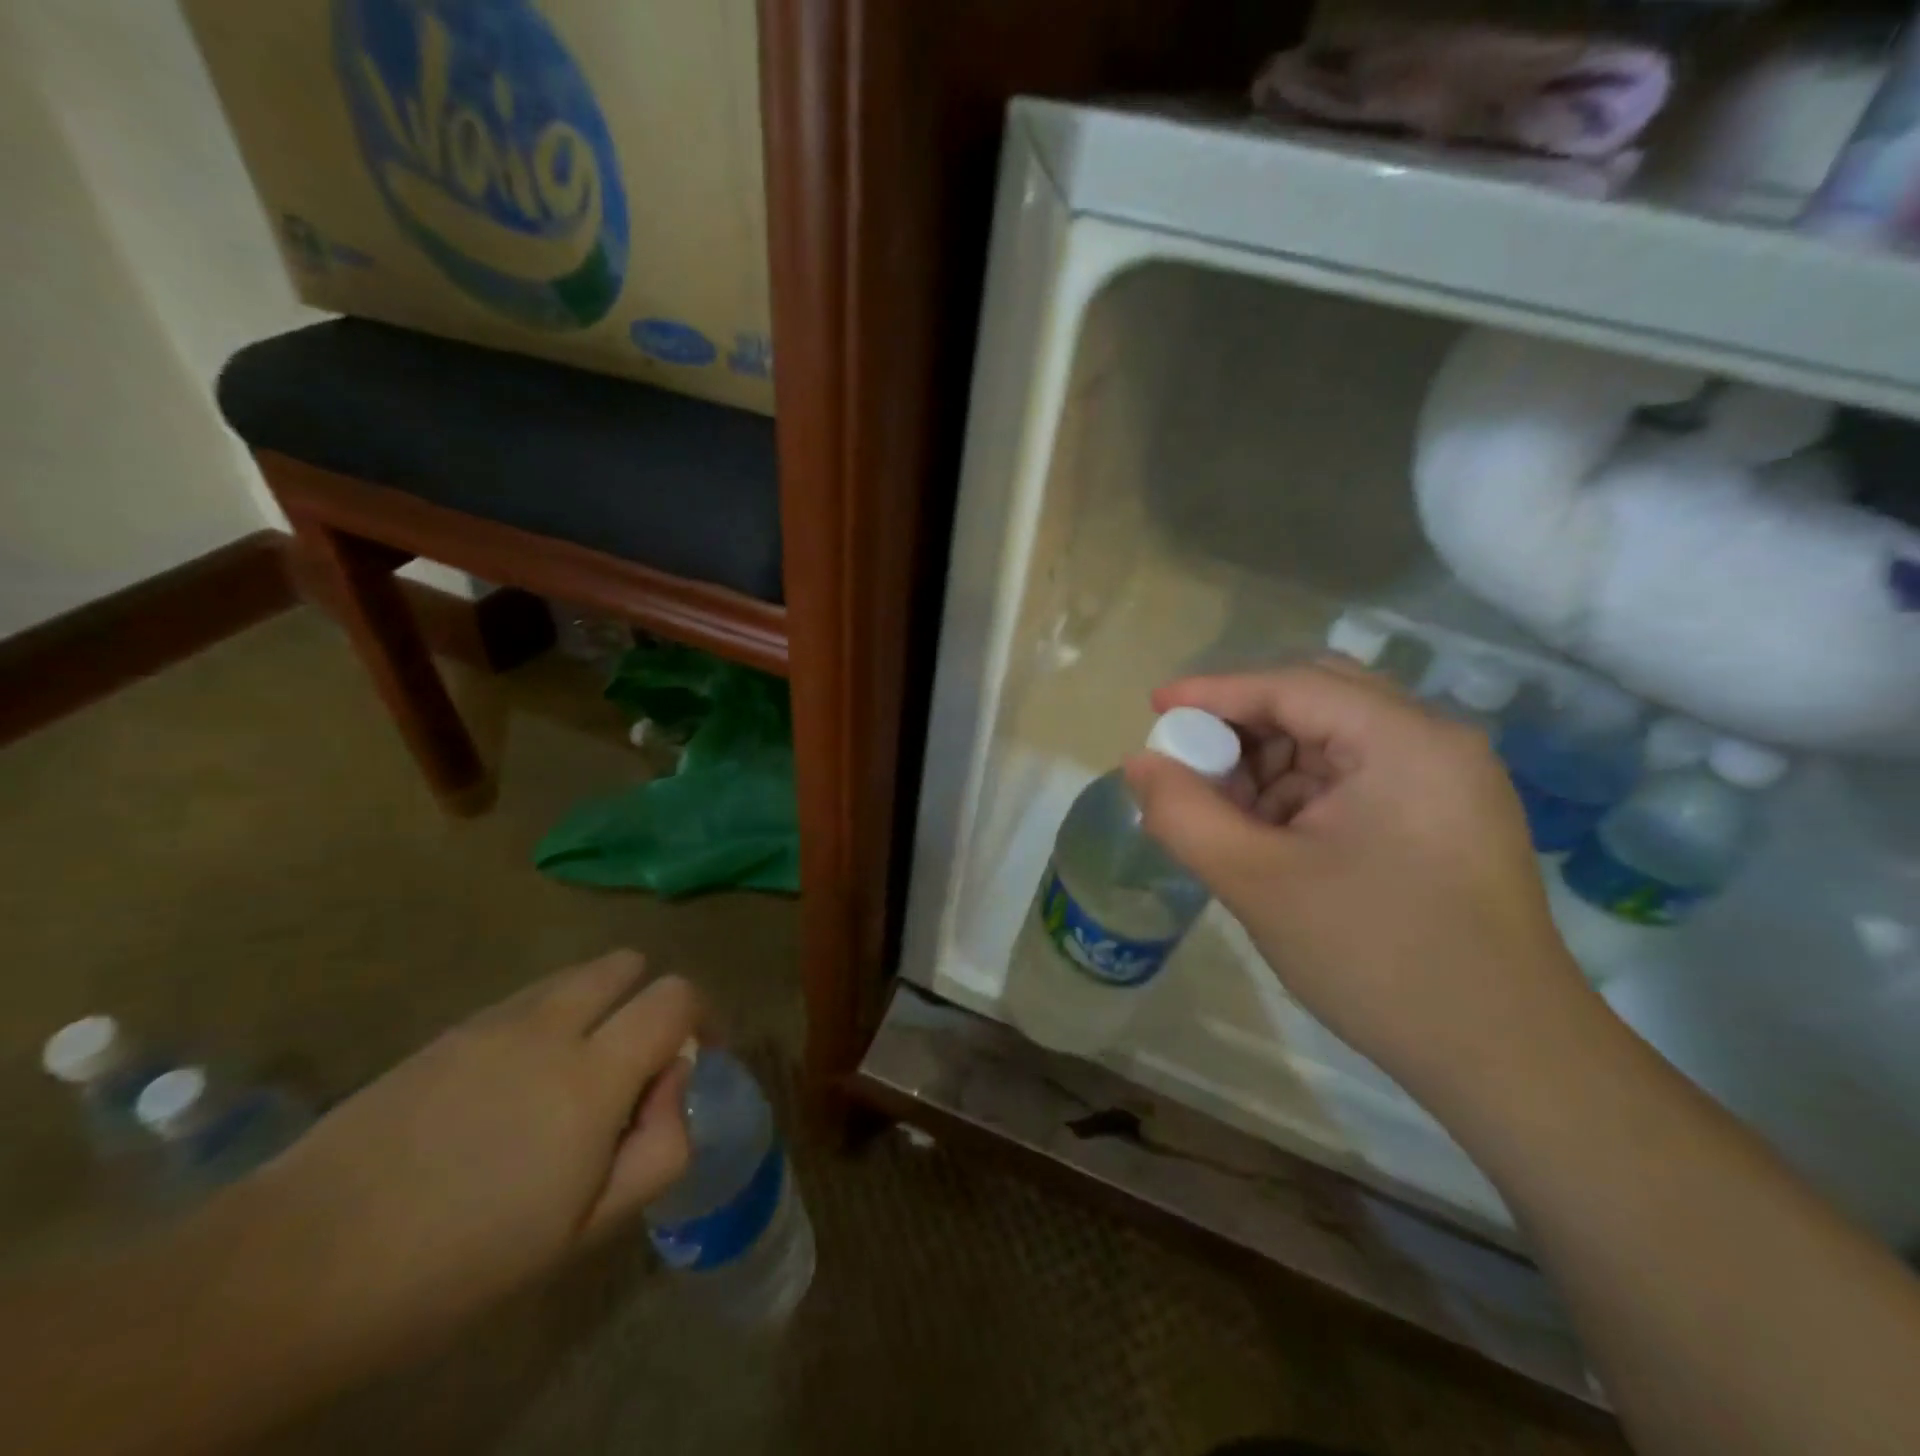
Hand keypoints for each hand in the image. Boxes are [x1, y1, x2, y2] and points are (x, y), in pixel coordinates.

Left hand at [242, 950, 700, 1365]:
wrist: (300, 1264)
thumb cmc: (460, 1262)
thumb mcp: (585, 1230)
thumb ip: (659, 1147)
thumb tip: (674, 1082)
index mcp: (593, 1076)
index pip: (676, 995)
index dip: (701, 1015)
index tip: (696, 1056)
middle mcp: (551, 1026)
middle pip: (628, 963)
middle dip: (649, 998)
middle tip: (637, 1061)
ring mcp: (495, 1021)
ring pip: (576, 976)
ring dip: (599, 1006)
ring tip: (576, 1073)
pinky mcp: (451, 1031)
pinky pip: (527, 999)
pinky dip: (550, 1019)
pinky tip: (515, 1086)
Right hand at [1125, 661, 1591, 1109]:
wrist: (1509, 1062)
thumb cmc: (1379, 959)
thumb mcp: (1259, 884)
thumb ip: (1185, 815)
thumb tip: (1139, 764)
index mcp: (1405, 740)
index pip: (1292, 685)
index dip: (1213, 692)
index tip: (1153, 709)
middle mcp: (1435, 742)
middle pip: (1317, 700)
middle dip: (1243, 728)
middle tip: (1191, 765)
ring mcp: (1447, 782)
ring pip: (1333, 740)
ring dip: (1270, 765)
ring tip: (1227, 816)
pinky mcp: (1444, 819)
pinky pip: (1355, 778)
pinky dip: (1301, 794)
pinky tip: (1270, 838)